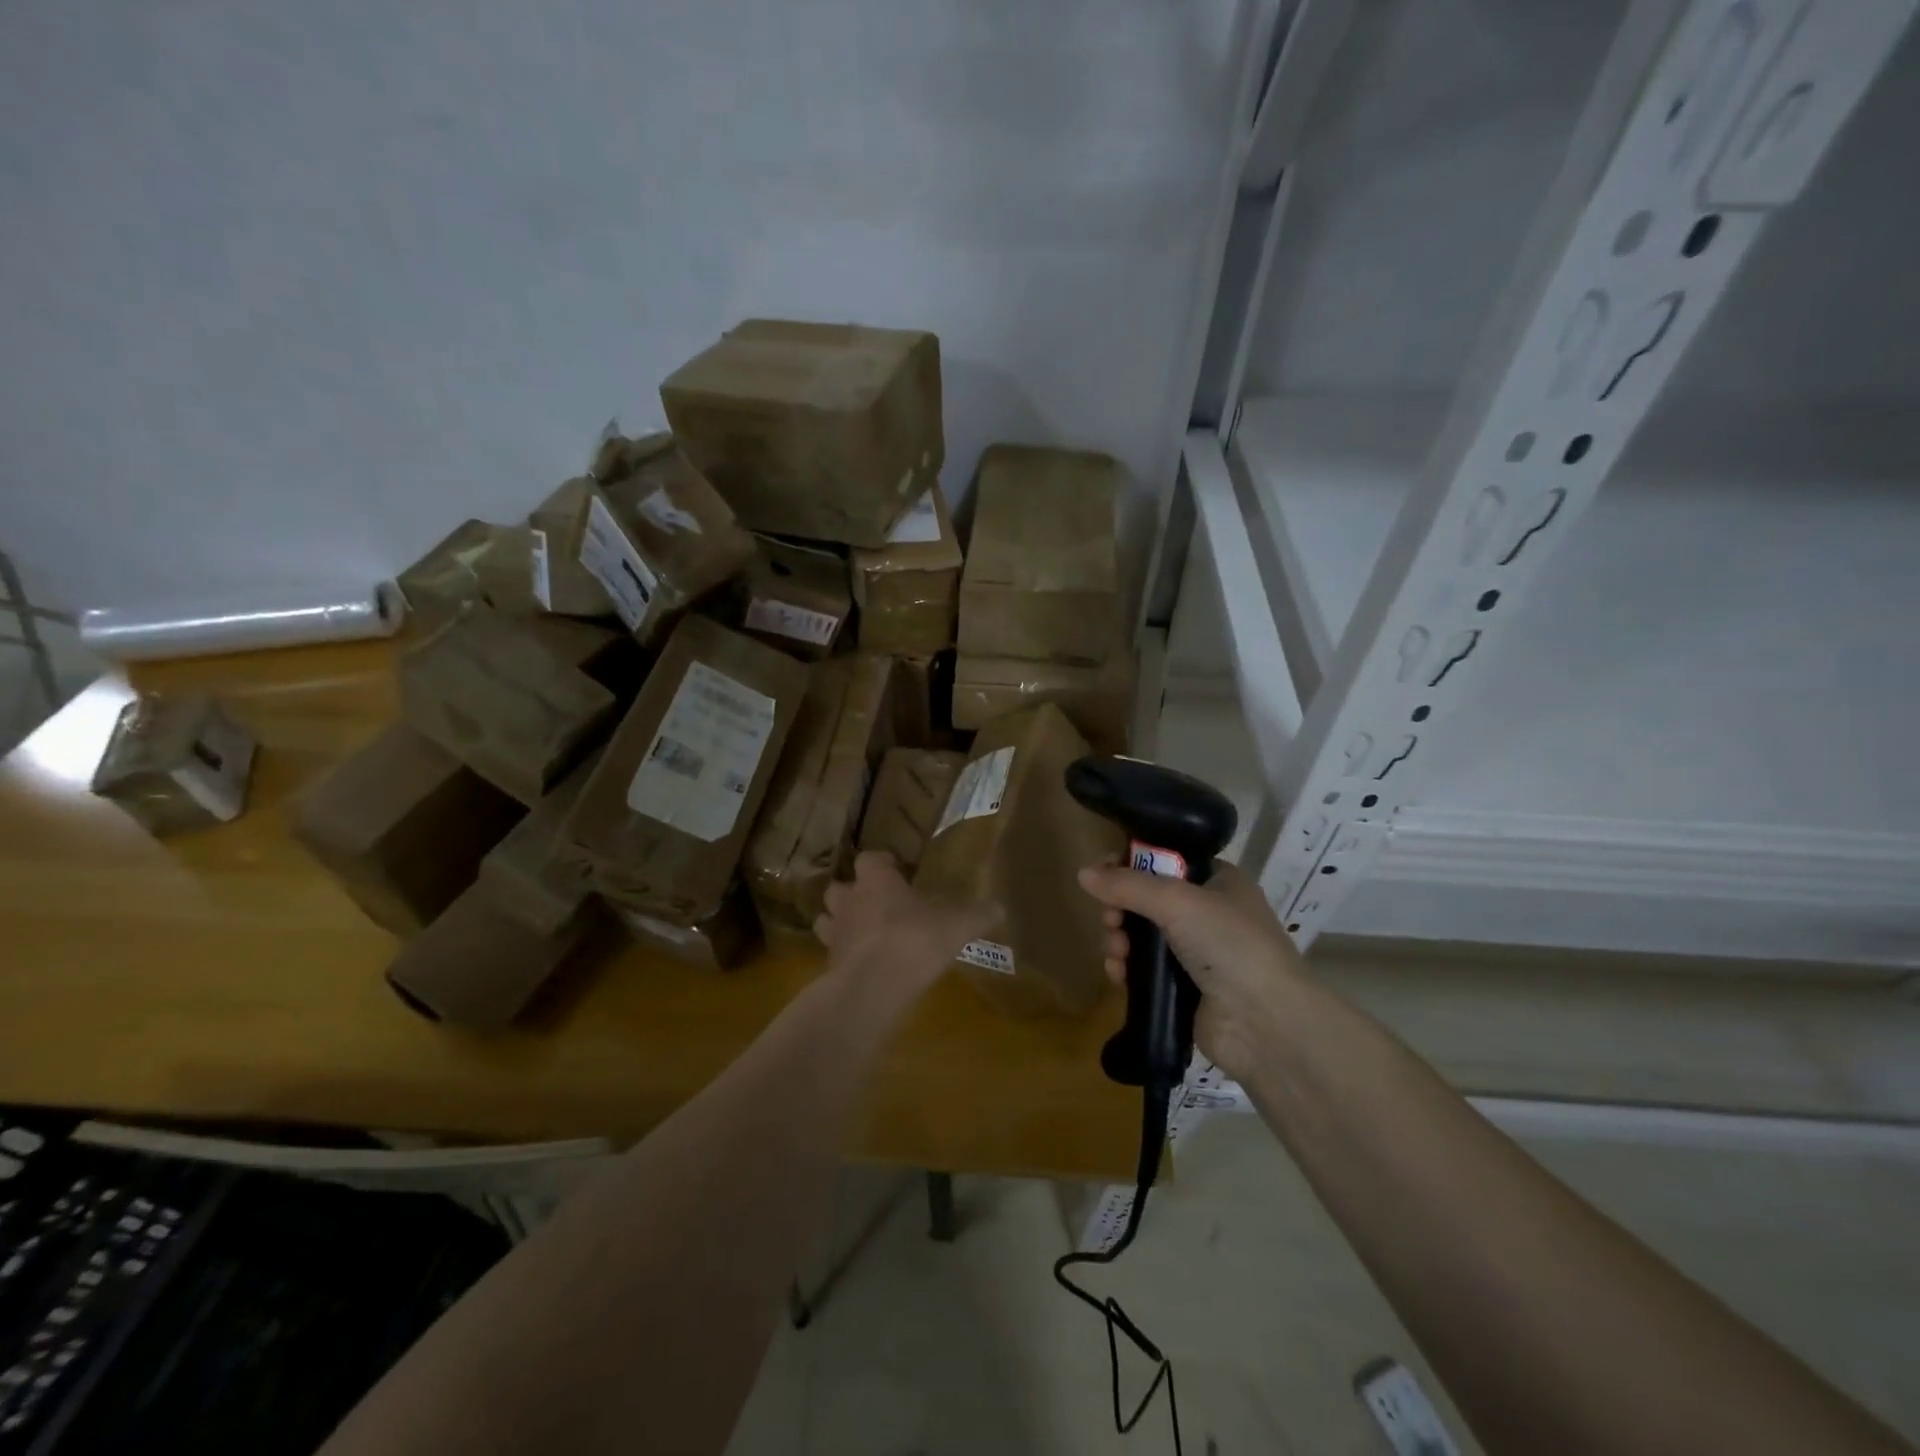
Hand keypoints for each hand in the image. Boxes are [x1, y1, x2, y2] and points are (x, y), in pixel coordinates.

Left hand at [815, 852, 995, 1007]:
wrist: (874, 986)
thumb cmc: (915, 939)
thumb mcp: (958, 924)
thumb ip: (978, 914)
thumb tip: (999, 907)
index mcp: (876, 880)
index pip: (870, 859)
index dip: (882, 863)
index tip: (896, 869)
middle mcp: (849, 900)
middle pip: (839, 888)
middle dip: (854, 893)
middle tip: (876, 903)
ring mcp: (835, 934)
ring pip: (828, 919)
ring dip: (841, 923)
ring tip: (863, 933)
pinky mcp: (829, 965)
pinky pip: (833, 954)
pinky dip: (844, 956)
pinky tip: (864, 965)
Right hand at [1077, 860, 1306, 1080]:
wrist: (1266, 1023)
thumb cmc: (1229, 944)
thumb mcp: (1177, 901)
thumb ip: (1128, 885)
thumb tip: (1082, 873)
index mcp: (1218, 880)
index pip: (1165, 859)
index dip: (1131, 864)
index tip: (1102, 873)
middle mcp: (1208, 912)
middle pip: (1146, 898)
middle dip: (1120, 908)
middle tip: (1110, 920)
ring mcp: (1196, 952)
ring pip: (1140, 934)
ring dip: (1119, 939)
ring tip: (1116, 953)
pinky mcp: (1183, 988)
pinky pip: (1142, 969)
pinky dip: (1126, 968)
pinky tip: (1118, 975)